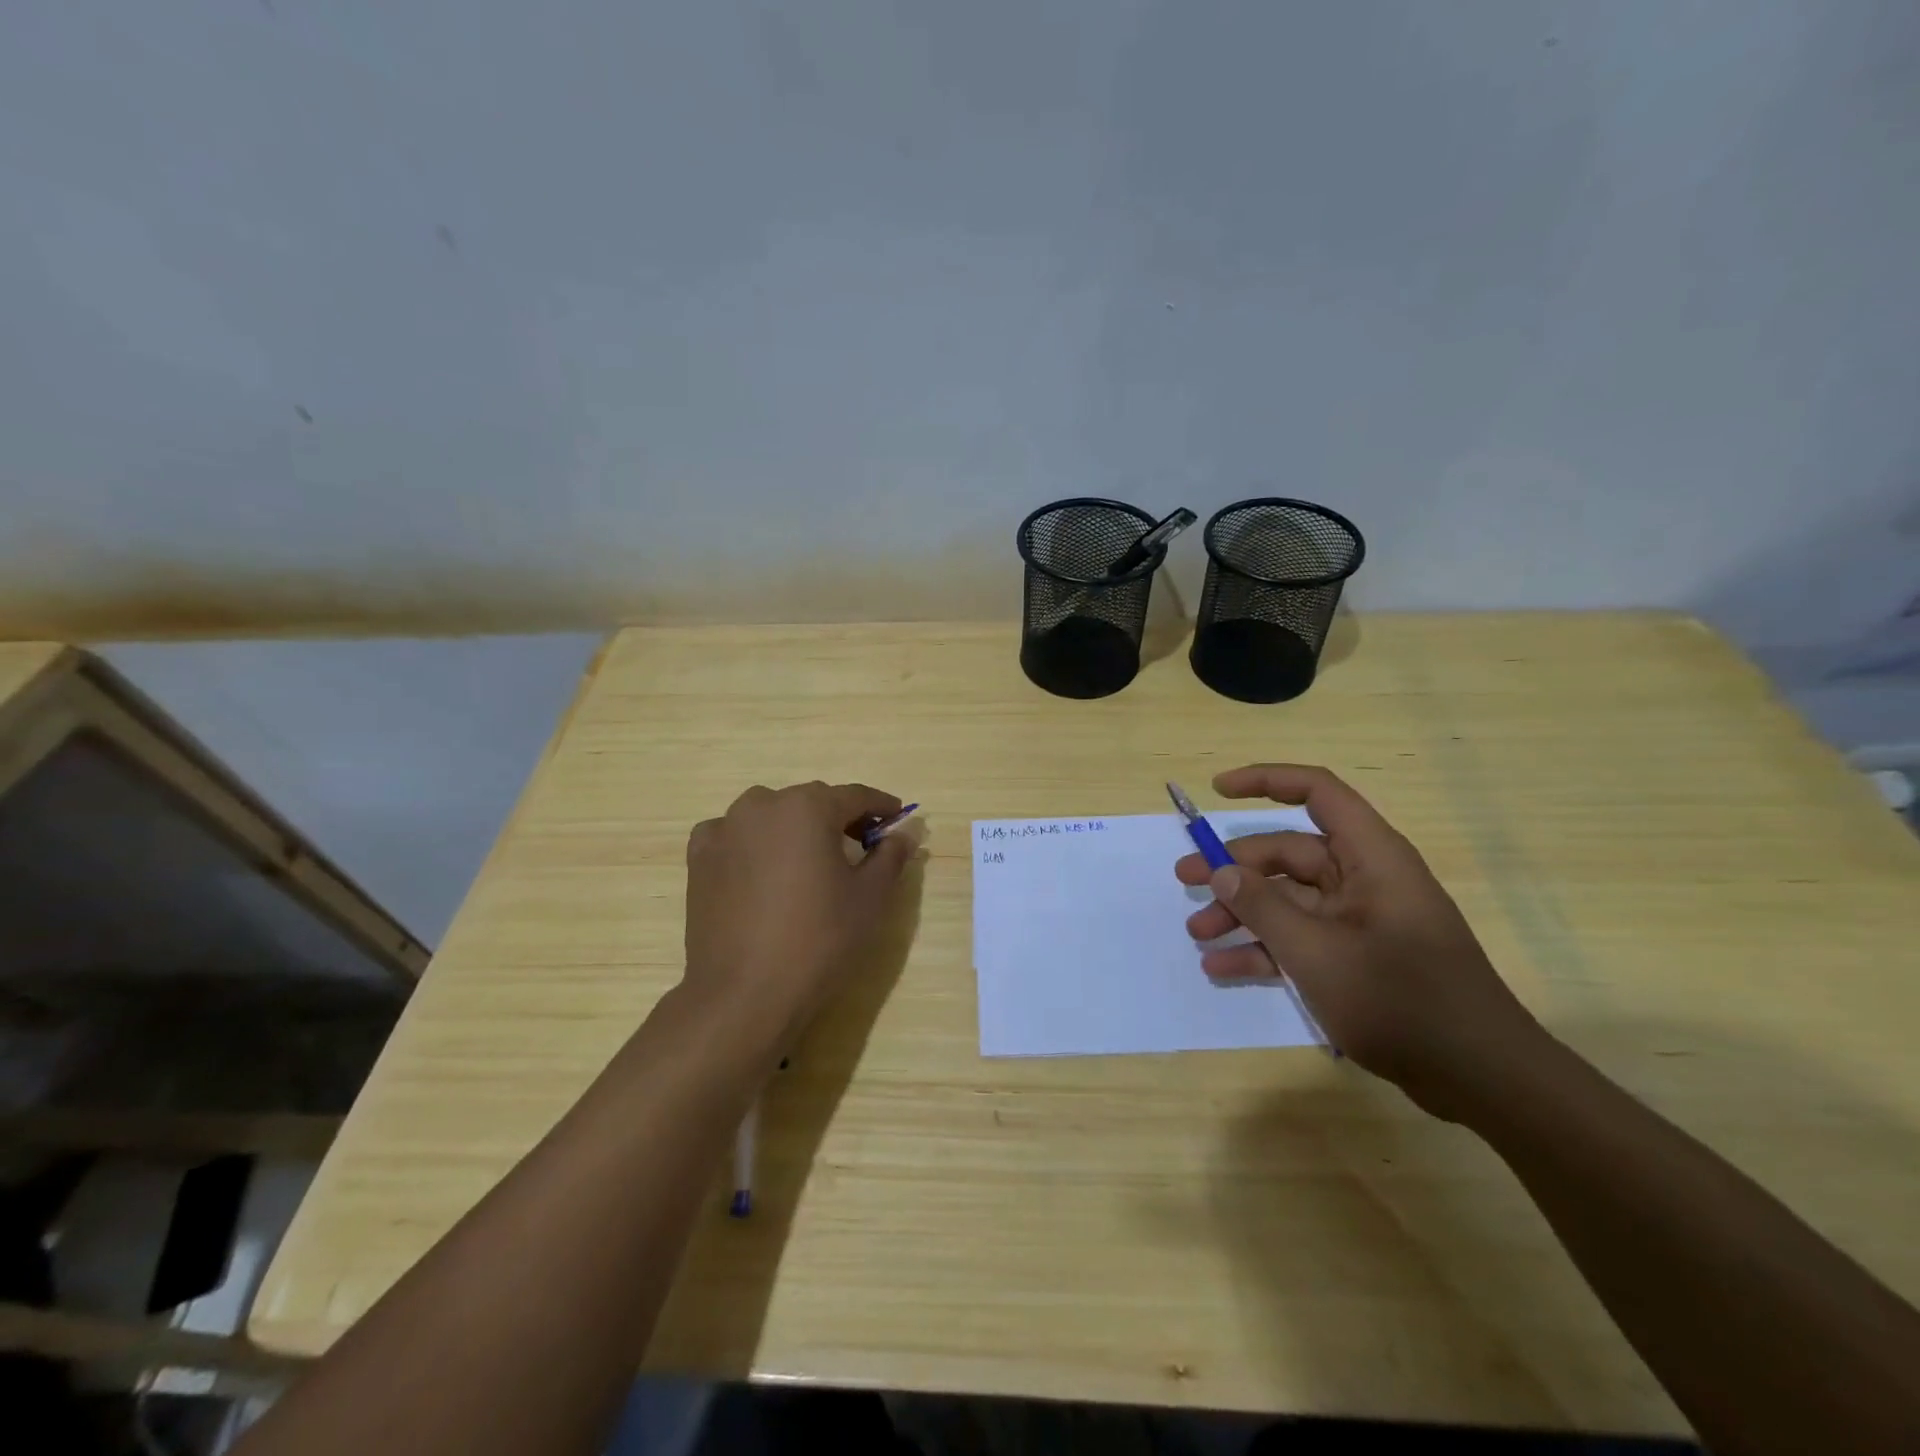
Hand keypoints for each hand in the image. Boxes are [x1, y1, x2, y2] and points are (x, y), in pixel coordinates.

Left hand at [683, 782, 912, 1055]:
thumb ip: (890, 856)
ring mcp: (724, 829)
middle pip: (811, 802)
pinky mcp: (699, 858)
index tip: (896, 817)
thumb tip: (903, 833)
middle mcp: (762, 805)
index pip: (854, 796)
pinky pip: (734, 836)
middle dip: (838, 818)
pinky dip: (753, 843)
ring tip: (808, 861)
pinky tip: (762, 870)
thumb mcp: (870, 898)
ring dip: (794, 828)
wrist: (743, 994)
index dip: (880, 806)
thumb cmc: (818, 940)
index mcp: (807, 807)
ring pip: (770, 815)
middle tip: (860, 846)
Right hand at [1175, 763, 1549, 1119]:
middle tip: (1184, 884)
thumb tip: (1221, 871)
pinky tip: (1224, 968)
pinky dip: (1265, 948)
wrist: (1481, 1079)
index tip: (1217, 789)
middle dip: (1235, 870)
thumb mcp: (1316, 952)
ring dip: (1243, 913)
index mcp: (1370, 857)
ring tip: (1198, 935)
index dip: (1266, 781)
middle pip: (1288, 854)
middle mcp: (1365, 879)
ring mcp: (1361, 920)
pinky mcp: (1359, 957)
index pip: (1317, 793)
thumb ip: (1263, 907)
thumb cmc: (1401, 1000)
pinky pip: (1302, 937)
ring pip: (1288, 899)